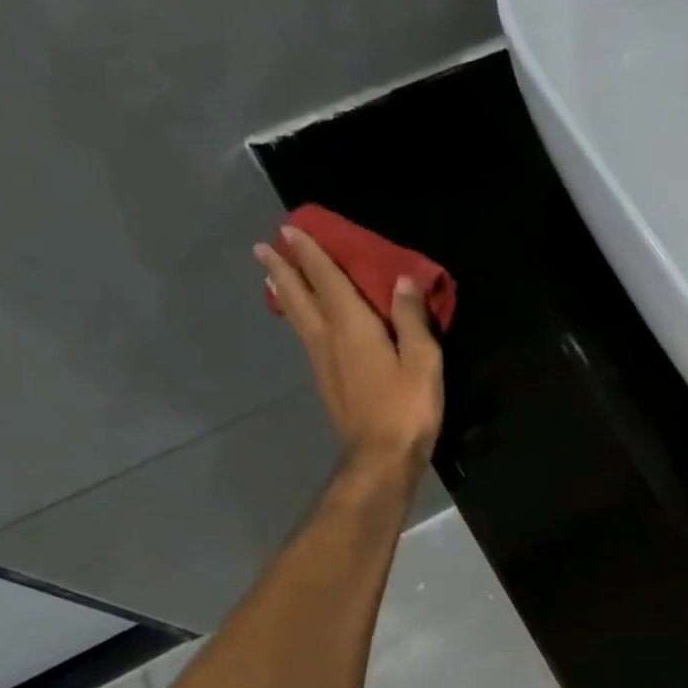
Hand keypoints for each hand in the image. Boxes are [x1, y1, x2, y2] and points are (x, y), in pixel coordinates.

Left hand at [254, 226, 443, 478]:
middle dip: (285, 270)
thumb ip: (412, 319)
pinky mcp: (327, 383)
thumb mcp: (423, 360)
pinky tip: (301, 322)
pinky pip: (306, 338)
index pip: (328, 281)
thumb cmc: (407, 407)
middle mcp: (330, 339)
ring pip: (298, 318)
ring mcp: (323, 363)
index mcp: (354, 327)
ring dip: (285, 293)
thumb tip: (404, 280)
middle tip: (265, 247)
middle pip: (301, 297)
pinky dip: (297, 318)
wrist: (381, 456)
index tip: (292, 230)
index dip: (313, 255)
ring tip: (271, 276)